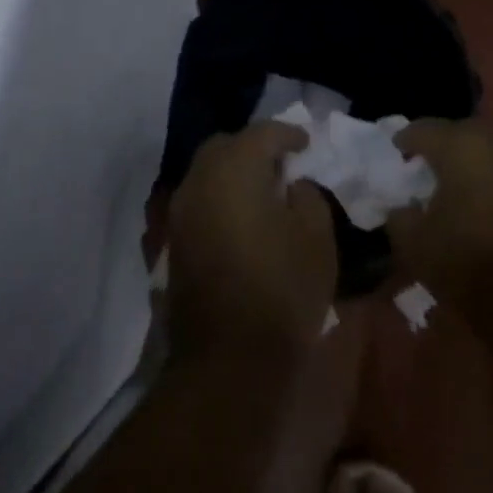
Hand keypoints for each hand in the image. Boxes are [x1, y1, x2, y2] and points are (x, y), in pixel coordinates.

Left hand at [167, 122, 339, 363]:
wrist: (227, 359)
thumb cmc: (281, 291)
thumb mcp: (317, 239)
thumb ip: (308, 196)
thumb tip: (293, 184)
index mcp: (235, 169)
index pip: (263, 133)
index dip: (289, 134)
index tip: (307, 144)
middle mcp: (200, 179)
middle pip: (226, 145)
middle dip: (254, 148)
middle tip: (282, 165)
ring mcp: (181, 210)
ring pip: (207, 172)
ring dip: (234, 172)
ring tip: (263, 192)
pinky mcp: (174, 240)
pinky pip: (199, 200)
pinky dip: (220, 198)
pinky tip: (241, 219)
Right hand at [387, 118, 492, 301]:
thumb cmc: (471, 261)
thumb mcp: (416, 245)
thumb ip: (400, 217)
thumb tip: (402, 207)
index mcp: (459, 146)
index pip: (421, 129)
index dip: (403, 142)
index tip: (393, 156)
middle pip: (457, 135)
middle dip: (438, 149)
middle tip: (421, 170)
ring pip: (485, 156)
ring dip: (467, 168)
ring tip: (450, 192)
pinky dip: (489, 187)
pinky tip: (480, 211)